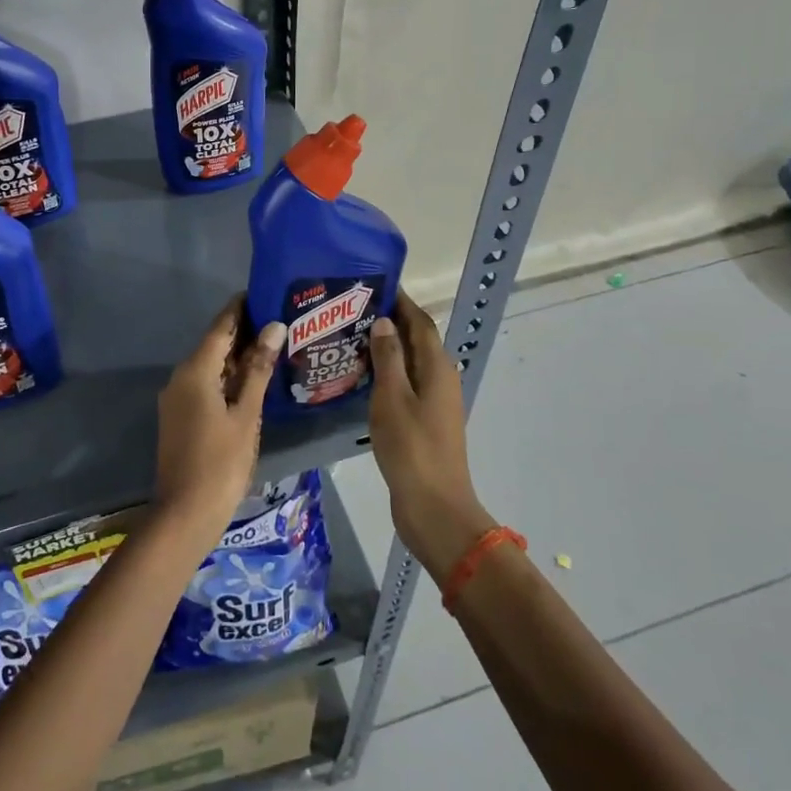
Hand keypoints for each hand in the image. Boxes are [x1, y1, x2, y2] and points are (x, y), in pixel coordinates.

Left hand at [154, 297, 285, 535]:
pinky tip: (251, 381)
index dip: (240, 308)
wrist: (185, 513)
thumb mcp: (246, 415)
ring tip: (272, 346)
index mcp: (195, 371)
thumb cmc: (221, 462)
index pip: (220, 327)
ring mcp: (176, 398)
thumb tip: (274, 327)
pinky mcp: (179, 416)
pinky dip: (227, 378)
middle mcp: (180, 377)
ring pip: (209, 366)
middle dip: (243, 332)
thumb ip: (258, 370)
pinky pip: (204, 384)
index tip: (263, 292)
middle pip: (213, 345)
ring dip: (236, 357)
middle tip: (278, 320)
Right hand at [368, 294, 496, 580]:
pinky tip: (361, 378)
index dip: (402, 301)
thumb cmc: (412, 447)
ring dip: (386, 348)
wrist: (434, 507)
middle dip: (390, 321)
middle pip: (417, 340)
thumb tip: (385, 321)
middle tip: (353, 310)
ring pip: (409, 363)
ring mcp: (434, 402)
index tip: (374, 284)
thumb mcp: (392, 397)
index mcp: (437, 367)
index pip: (420, 322)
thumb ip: (388, 356)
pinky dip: (386, 374)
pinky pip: (405, 385)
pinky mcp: (424, 422)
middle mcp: (440, 379)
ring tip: (350, 338)